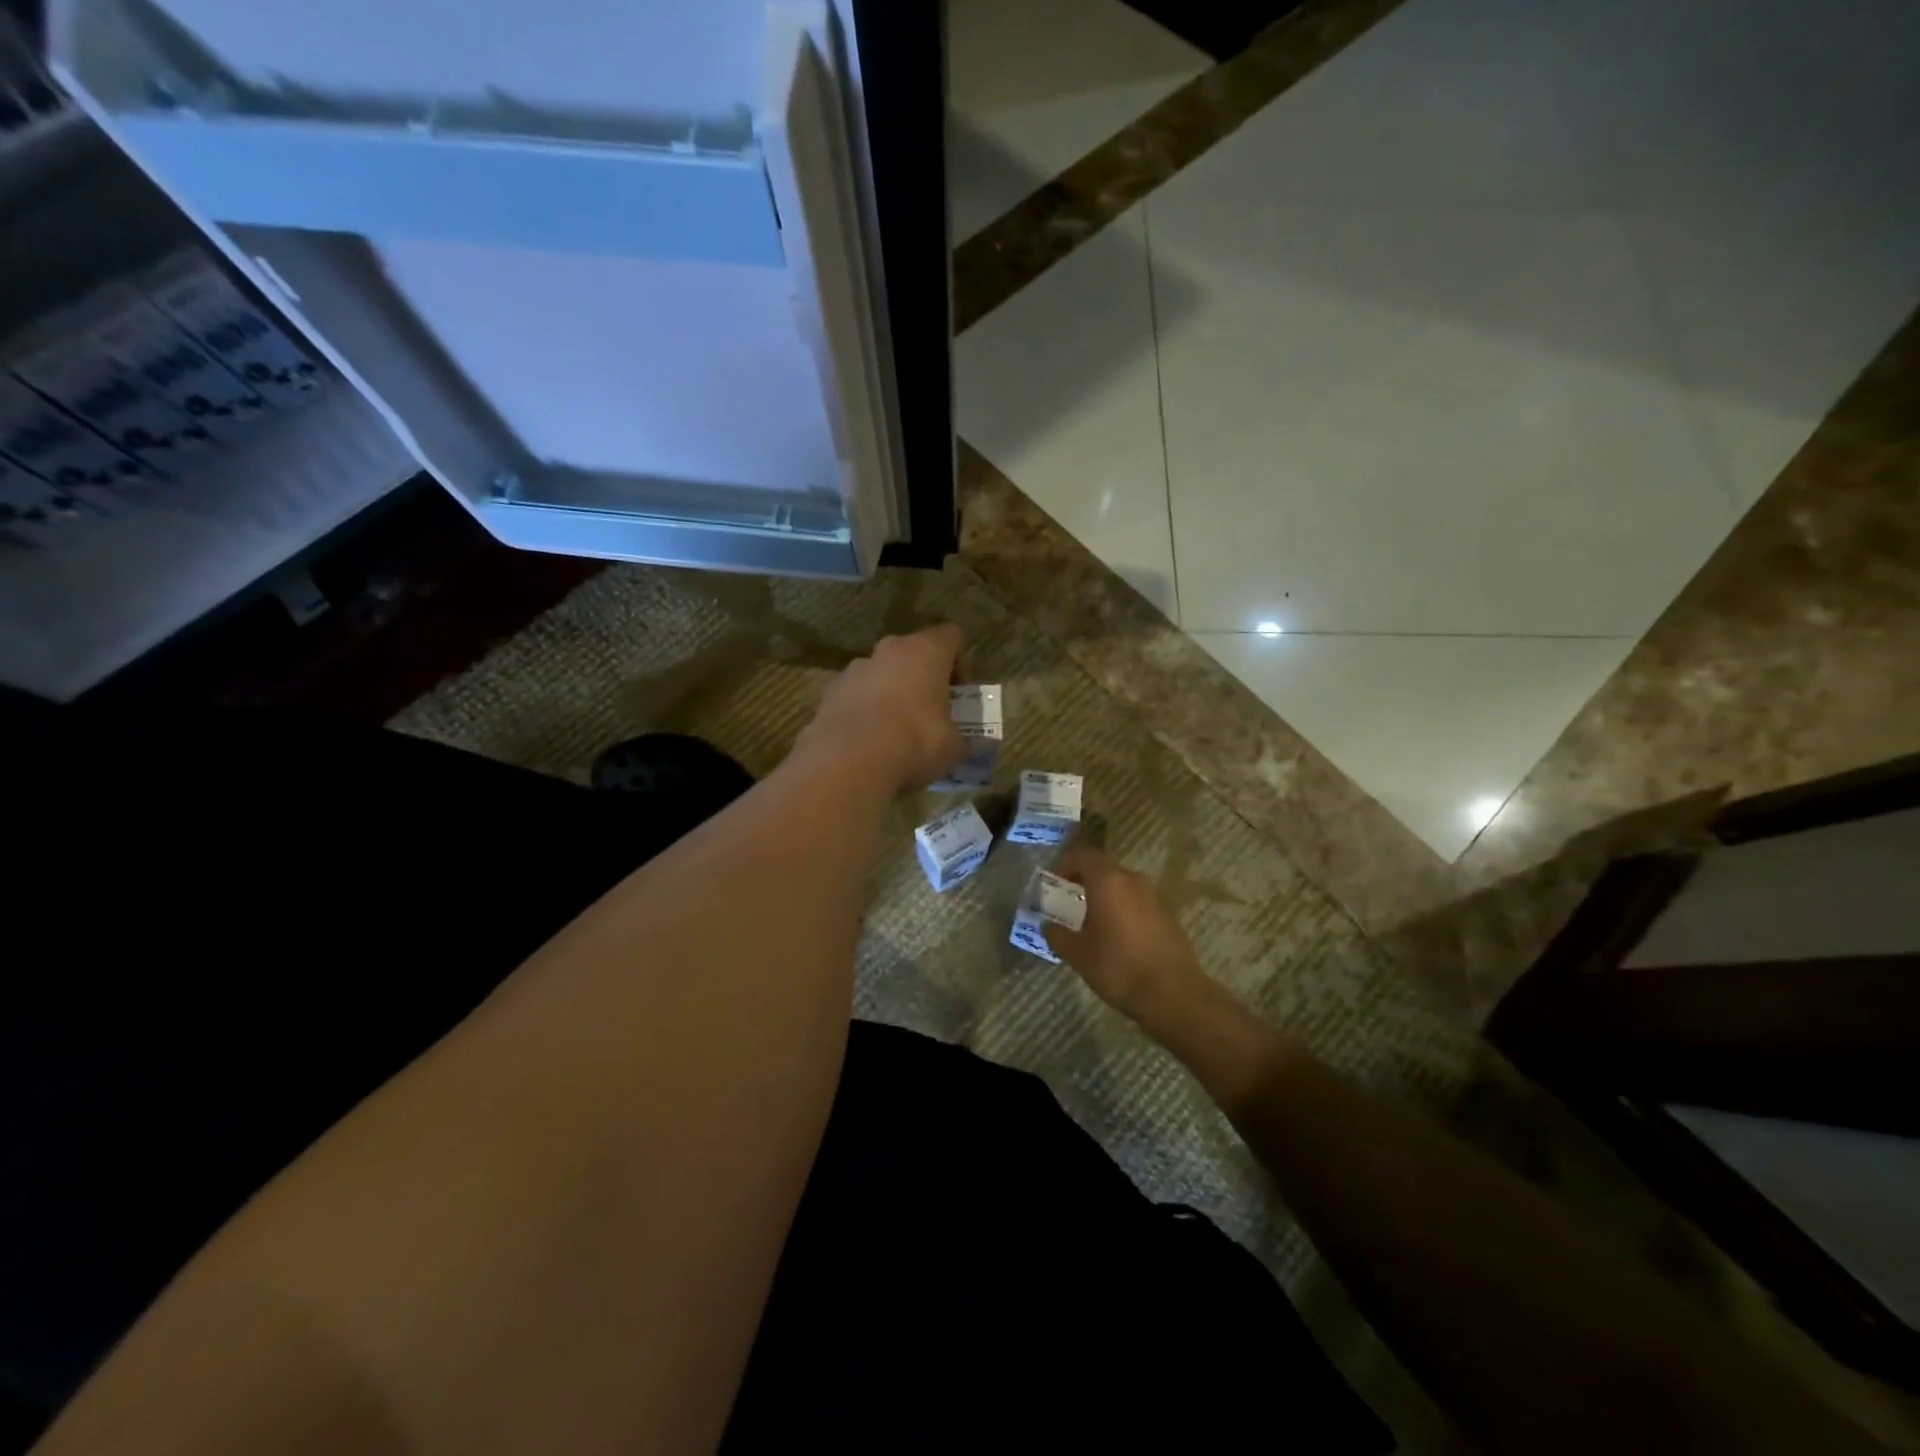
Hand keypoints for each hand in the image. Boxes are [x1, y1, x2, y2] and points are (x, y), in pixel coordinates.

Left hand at [801, 625, 966, 793]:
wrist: (849, 762)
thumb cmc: (914, 743)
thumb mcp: (953, 747)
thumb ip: (959, 738)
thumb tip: (960, 744)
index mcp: (926, 651)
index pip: (951, 636)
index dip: (960, 664)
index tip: (959, 695)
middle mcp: (890, 650)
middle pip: (913, 653)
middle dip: (923, 679)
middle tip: (930, 712)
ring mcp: (855, 668)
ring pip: (882, 673)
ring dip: (891, 693)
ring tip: (895, 731)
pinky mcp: (830, 690)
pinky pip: (856, 694)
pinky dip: (864, 709)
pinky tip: (867, 740)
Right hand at [1045, 847, 1210, 1030]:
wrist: (1174, 995)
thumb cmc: (1118, 967)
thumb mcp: (1077, 953)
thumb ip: (1057, 934)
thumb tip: (1049, 924)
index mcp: (1108, 881)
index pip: (1083, 855)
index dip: (1065, 865)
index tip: (1054, 884)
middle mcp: (1134, 881)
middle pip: (1104, 870)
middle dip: (1084, 883)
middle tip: (1069, 905)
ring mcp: (1155, 897)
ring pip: (1123, 887)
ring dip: (1105, 898)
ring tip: (1091, 924)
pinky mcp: (1169, 916)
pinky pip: (1138, 903)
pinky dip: (1123, 911)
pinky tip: (1117, 939)